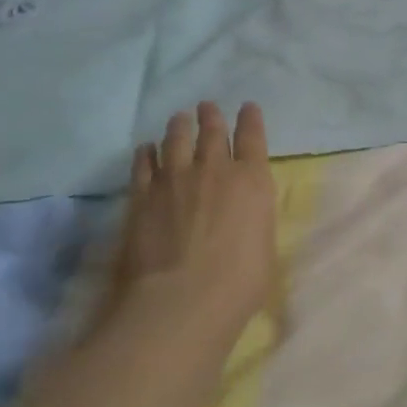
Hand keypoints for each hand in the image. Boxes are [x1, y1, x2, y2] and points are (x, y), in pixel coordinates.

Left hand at [109, 102, 276, 344]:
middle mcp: (215, 170)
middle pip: (213, 132)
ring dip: (180, 126)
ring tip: (180, 118)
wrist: (181, 299)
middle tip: (207, 107)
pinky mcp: (142, 195)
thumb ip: (255, 220)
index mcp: (253, 181)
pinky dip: (147, 153)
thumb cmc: (239, 281)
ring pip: (177, 140)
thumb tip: (246, 217)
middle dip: (212, 117)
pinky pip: (144, 164)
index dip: (251, 120)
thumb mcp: (264, 246)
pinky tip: (146, 148)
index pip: (253, 138)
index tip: (248, 107)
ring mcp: (175, 179)